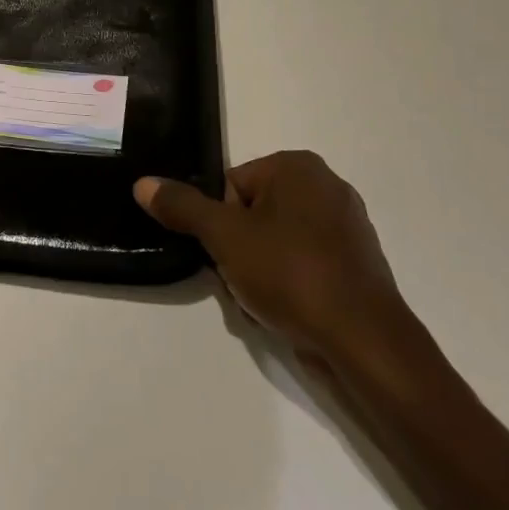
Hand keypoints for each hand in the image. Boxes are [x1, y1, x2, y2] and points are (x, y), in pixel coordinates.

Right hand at [135, 151, 413, 374]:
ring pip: (275, 243)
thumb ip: (182, 207)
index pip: (231, 186)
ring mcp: (347, 227)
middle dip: (238, 249)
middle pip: (252, 214)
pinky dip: (288, 285)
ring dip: (259, 271)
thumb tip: (143, 183)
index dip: (219, 222)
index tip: (223, 253)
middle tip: (239, 279)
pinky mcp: (356, 264)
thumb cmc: (291, 274)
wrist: (365, 343)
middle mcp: (327, 186)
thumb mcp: (224, 237)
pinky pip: (303, 265)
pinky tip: (287, 312)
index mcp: (298, 167)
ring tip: (263, 301)